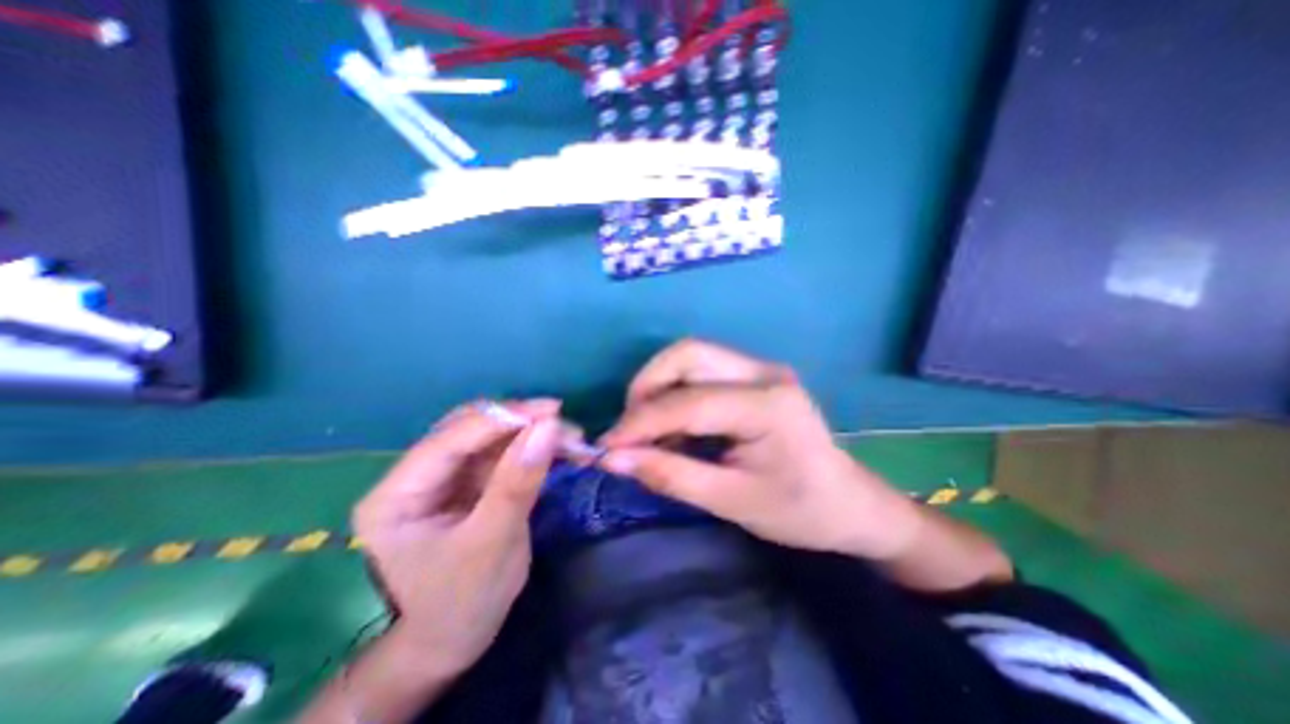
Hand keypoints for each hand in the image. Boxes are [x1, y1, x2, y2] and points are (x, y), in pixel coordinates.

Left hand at [351, 400, 562, 674]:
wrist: (455, 641)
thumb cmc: (462, 603)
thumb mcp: (493, 543)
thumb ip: (518, 481)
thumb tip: (549, 426)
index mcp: (398, 494)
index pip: (452, 438)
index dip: (504, 418)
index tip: (552, 410)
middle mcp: (418, 475)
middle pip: (470, 429)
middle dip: (520, 422)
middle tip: (563, 424)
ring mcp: (446, 477)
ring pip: (492, 437)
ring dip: (532, 433)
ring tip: (571, 437)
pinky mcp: (471, 482)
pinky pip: (504, 453)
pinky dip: (533, 448)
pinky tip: (559, 450)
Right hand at [600, 340, 922, 560]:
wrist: (848, 503)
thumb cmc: (799, 510)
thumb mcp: (731, 501)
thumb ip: (670, 475)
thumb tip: (614, 460)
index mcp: (770, 405)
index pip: (689, 402)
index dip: (641, 422)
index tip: (608, 447)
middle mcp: (764, 373)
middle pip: (688, 354)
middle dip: (647, 387)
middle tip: (630, 429)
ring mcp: (761, 368)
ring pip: (691, 356)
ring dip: (658, 387)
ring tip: (646, 430)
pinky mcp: (754, 376)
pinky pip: (701, 371)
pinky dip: (675, 393)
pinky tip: (671, 426)